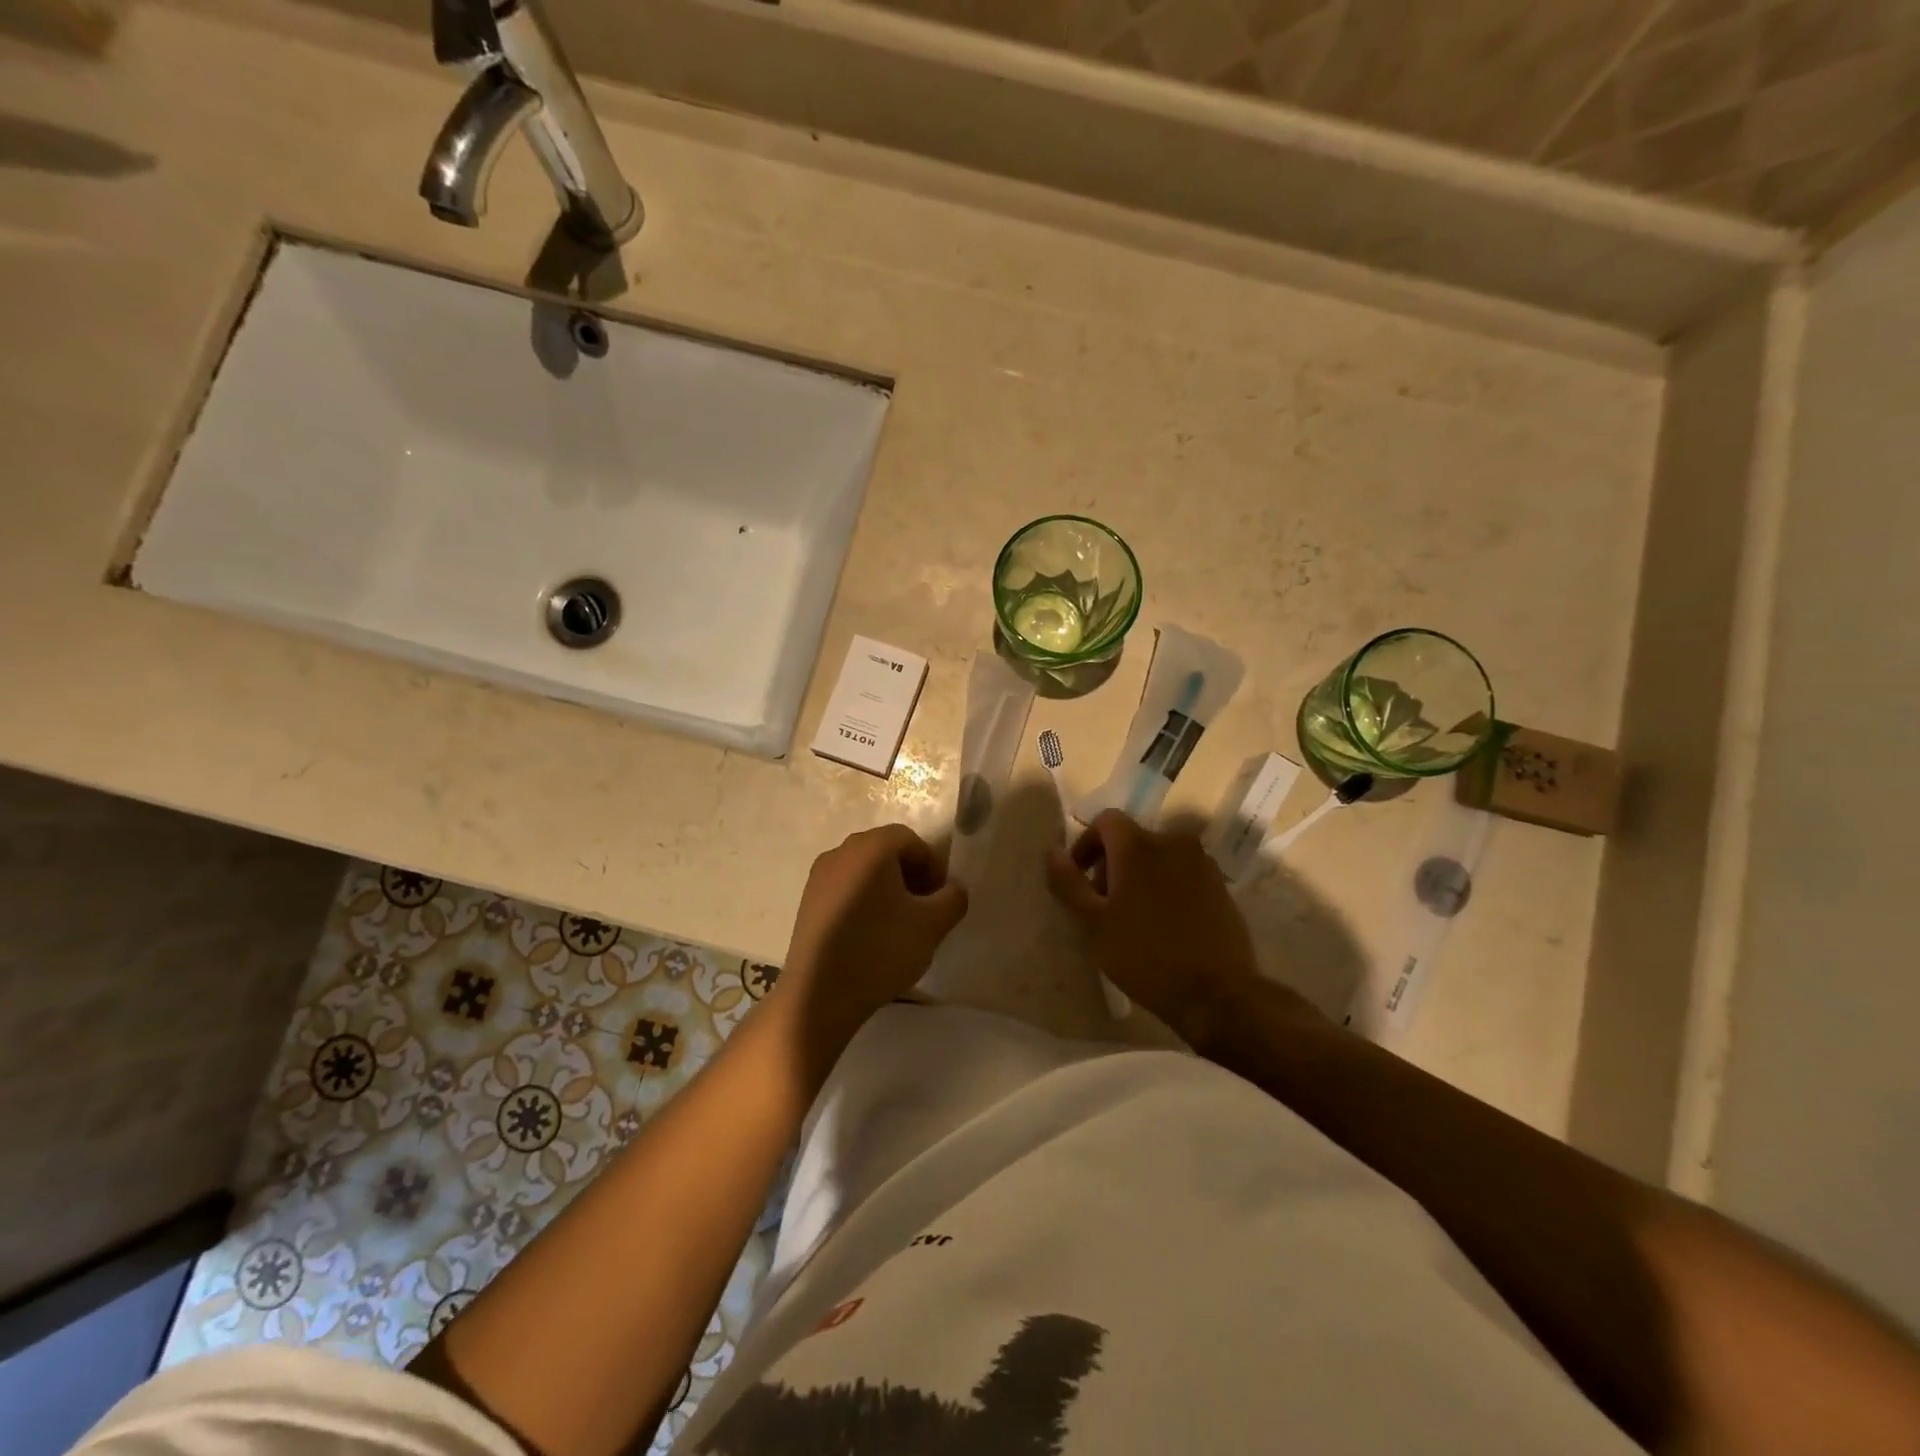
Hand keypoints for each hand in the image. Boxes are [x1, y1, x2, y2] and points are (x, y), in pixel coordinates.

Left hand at [771, 824, 968, 1055]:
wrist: (818, 994)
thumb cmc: (880, 949)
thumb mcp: (932, 925)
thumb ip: (953, 898)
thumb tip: (952, 890)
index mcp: (872, 847)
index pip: (912, 840)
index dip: (933, 866)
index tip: (940, 899)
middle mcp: (841, 851)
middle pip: (886, 852)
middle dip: (910, 876)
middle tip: (924, 910)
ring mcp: (819, 876)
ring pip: (864, 871)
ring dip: (887, 890)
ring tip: (898, 926)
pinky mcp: (807, 902)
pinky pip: (844, 889)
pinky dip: (863, 902)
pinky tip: (870, 936)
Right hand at [1046, 810, 1262, 1042]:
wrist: (1217, 994)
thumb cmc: (1145, 956)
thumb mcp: (1094, 923)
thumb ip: (1069, 883)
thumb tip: (1052, 852)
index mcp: (1138, 845)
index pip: (1106, 821)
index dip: (1087, 844)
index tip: (1081, 879)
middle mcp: (1173, 842)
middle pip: (1133, 839)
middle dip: (1113, 864)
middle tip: (1104, 906)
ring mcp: (1202, 864)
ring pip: (1160, 857)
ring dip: (1141, 876)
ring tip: (1135, 917)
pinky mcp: (1221, 886)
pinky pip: (1184, 875)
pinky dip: (1168, 888)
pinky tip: (1165, 925)